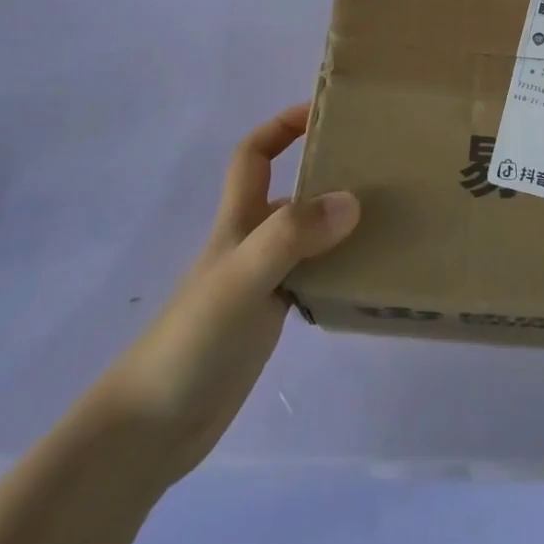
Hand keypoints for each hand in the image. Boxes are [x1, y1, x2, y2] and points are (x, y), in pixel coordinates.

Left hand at [95, 103, 358, 482]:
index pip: (254, 154)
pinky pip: (316, 277)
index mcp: (238, 220)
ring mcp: (262, 281)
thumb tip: (352, 200)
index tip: (326, 114)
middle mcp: (252, 242)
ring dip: (342, 224)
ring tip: (392, 218)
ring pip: (309, 236)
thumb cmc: (191, 340)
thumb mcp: (241, 277)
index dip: (283, 126)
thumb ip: (292, 236)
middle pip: (292, 191)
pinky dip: (341, 269)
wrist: (150, 430)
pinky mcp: (272, 318)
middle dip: (330, 172)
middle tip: (383, 168)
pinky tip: (370, 275)